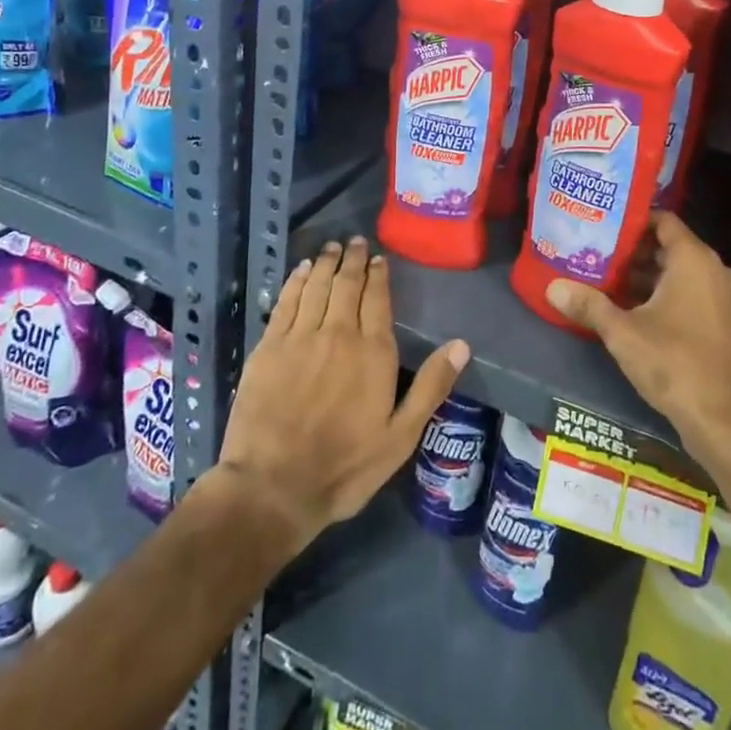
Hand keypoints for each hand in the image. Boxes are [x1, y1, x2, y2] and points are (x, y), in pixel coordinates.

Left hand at [217, 238, 468, 551]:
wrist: (272, 488)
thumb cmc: (344, 467)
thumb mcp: (400, 436)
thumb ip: (431, 387)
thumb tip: (462, 344)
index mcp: (373, 351)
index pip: (377, 298)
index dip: (379, 274)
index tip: (380, 258)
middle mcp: (338, 333)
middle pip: (346, 284)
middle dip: (353, 260)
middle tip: (355, 241)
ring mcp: (300, 337)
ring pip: (316, 286)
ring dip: (325, 263)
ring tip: (332, 247)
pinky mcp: (268, 347)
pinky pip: (285, 301)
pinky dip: (295, 281)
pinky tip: (300, 270)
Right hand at [545, 212, 730, 461]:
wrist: (724, 420)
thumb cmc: (674, 362)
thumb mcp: (623, 333)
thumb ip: (589, 305)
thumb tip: (552, 287)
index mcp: (694, 260)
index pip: (663, 220)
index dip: (633, 219)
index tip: (603, 224)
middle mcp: (715, 270)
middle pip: (669, 246)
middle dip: (633, 250)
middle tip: (597, 252)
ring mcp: (723, 297)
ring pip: (680, 272)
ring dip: (646, 275)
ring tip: (606, 279)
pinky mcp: (724, 322)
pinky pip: (691, 293)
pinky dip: (664, 294)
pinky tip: (632, 309)